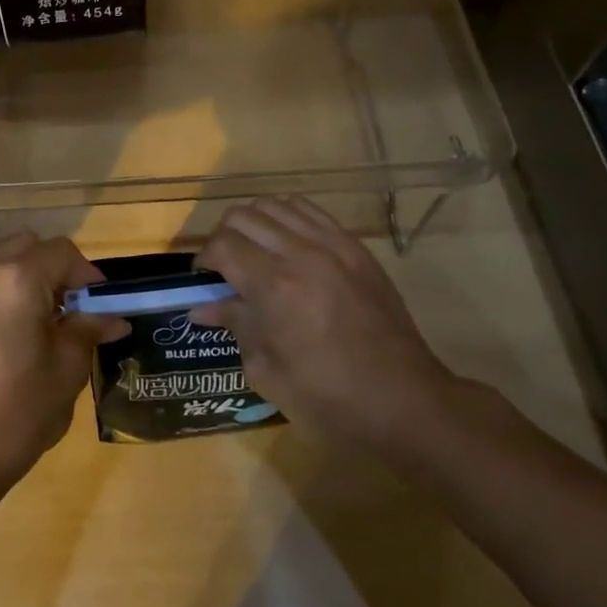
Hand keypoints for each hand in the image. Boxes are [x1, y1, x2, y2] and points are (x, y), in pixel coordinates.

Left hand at [0, 233, 126, 500]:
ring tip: (40, 324)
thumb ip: (89, 330)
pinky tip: (7, 339)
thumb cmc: (19, 412)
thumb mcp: (67, 370)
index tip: (99, 304)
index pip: (61, 252)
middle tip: (70, 308)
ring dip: (25, 280)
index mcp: (17, 280)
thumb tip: (114, 318)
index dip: (87, 273)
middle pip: (26, 247)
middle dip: (53, 269)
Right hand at [191, 196, 457, 455]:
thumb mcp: (267, 370)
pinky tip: (286, 244)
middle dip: (223, 238)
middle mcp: (301, 254)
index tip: (202, 280)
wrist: (405, 401)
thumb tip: (202, 307)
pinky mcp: (356, 248)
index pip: (222, 246)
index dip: (203, 260)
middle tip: (224, 267)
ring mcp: (333, 245)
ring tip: (254, 252)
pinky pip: (310, 212)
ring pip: (276, 205)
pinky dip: (287, 218)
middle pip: (243, 216)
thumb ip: (235, 326)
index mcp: (275, 287)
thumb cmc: (328, 397)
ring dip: (254, 224)